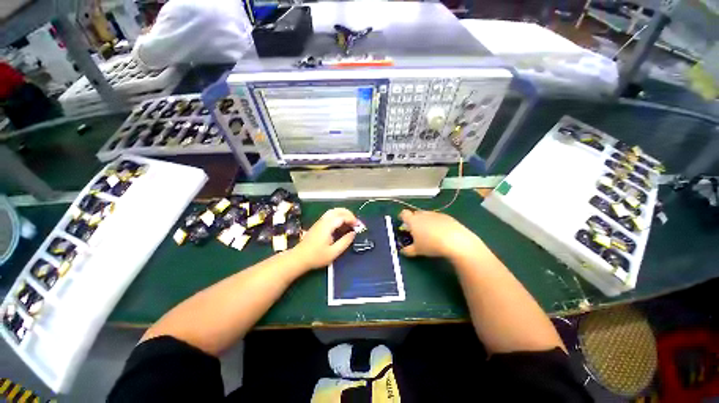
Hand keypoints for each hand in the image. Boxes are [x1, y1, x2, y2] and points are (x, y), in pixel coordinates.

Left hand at [292, 208, 357, 270]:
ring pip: (333, 211)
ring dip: (343, 214)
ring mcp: (319, 222)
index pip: (342, 217)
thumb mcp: (333, 252)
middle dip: (348, 214)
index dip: (351, 219)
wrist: (299, 258)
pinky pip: (329, 215)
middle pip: (337, 210)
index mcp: (327, 226)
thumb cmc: (316, 257)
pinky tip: (341, 224)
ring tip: (350, 222)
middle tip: (355, 222)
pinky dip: (338, 216)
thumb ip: (345, 242)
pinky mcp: (318, 225)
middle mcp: (323, 221)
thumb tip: (353, 233)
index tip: (358, 226)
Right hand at [398, 209, 481, 258]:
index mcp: (413, 220)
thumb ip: (407, 250)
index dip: (402, 218)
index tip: (404, 224)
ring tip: (430, 233)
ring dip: (425, 221)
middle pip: (415, 214)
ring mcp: (435, 214)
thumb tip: (402, 250)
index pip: (404, 213)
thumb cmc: (431, 245)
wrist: (456, 241)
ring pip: (426, 215)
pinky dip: (436, 223)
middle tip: (416, 231)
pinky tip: (441, 233)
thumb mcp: (417, 250)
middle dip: (414, 221)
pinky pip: (437, 218)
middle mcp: (423, 214)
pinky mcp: (446, 216)